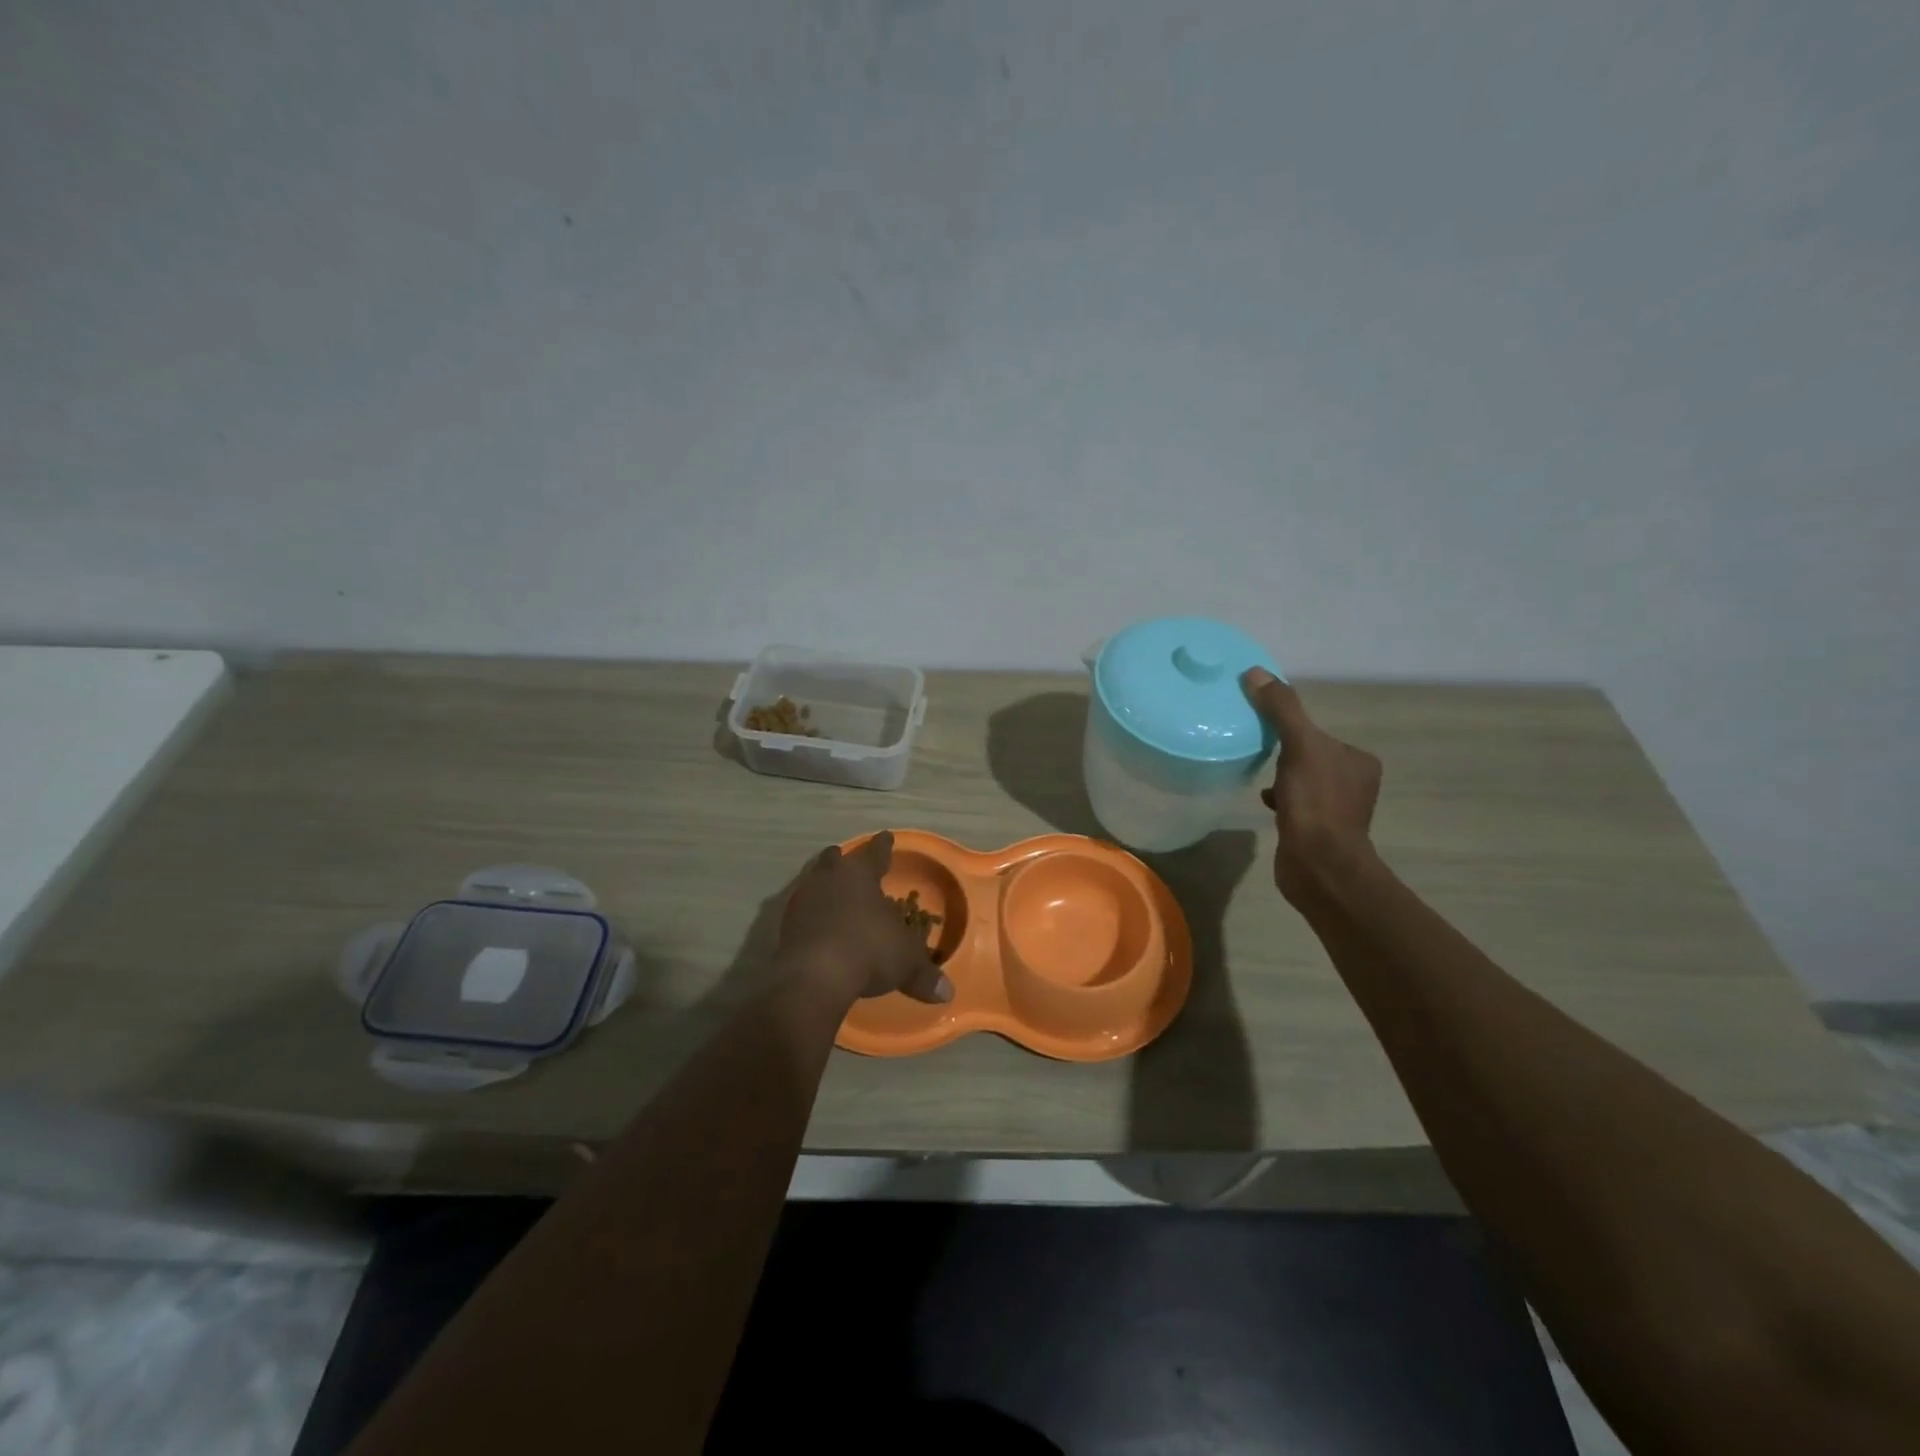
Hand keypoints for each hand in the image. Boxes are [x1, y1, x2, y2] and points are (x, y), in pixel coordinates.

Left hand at [777, 831, 953, 1005]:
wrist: (814, 977)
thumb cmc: (868, 951)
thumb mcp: (905, 962)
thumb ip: (924, 973)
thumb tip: (947, 993)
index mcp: (860, 873)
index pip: (876, 852)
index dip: (884, 846)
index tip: (887, 837)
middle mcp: (829, 877)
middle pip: (836, 860)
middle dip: (844, 861)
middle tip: (851, 864)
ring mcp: (803, 899)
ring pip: (814, 881)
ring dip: (824, 886)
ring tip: (833, 894)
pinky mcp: (785, 924)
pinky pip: (802, 910)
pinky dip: (811, 915)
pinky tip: (818, 926)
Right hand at [1241, 668, 1383, 908]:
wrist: (1319, 865)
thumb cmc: (1316, 802)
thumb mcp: (1299, 746)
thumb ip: (1281, 709)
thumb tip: (1255, 672)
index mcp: (1358, 760)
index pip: (1320, 733)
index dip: (1292, 729)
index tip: (1266, 731)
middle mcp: (1354, 783)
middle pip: (1311, 755)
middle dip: (1286, 754)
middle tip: (1259, 750)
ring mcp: (1337, 810)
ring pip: (1303, 781)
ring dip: (1282, 777)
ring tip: (1259, 775)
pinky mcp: (1318, 832)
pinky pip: (1296, 805)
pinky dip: (1280, 799)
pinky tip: (1264, 801)